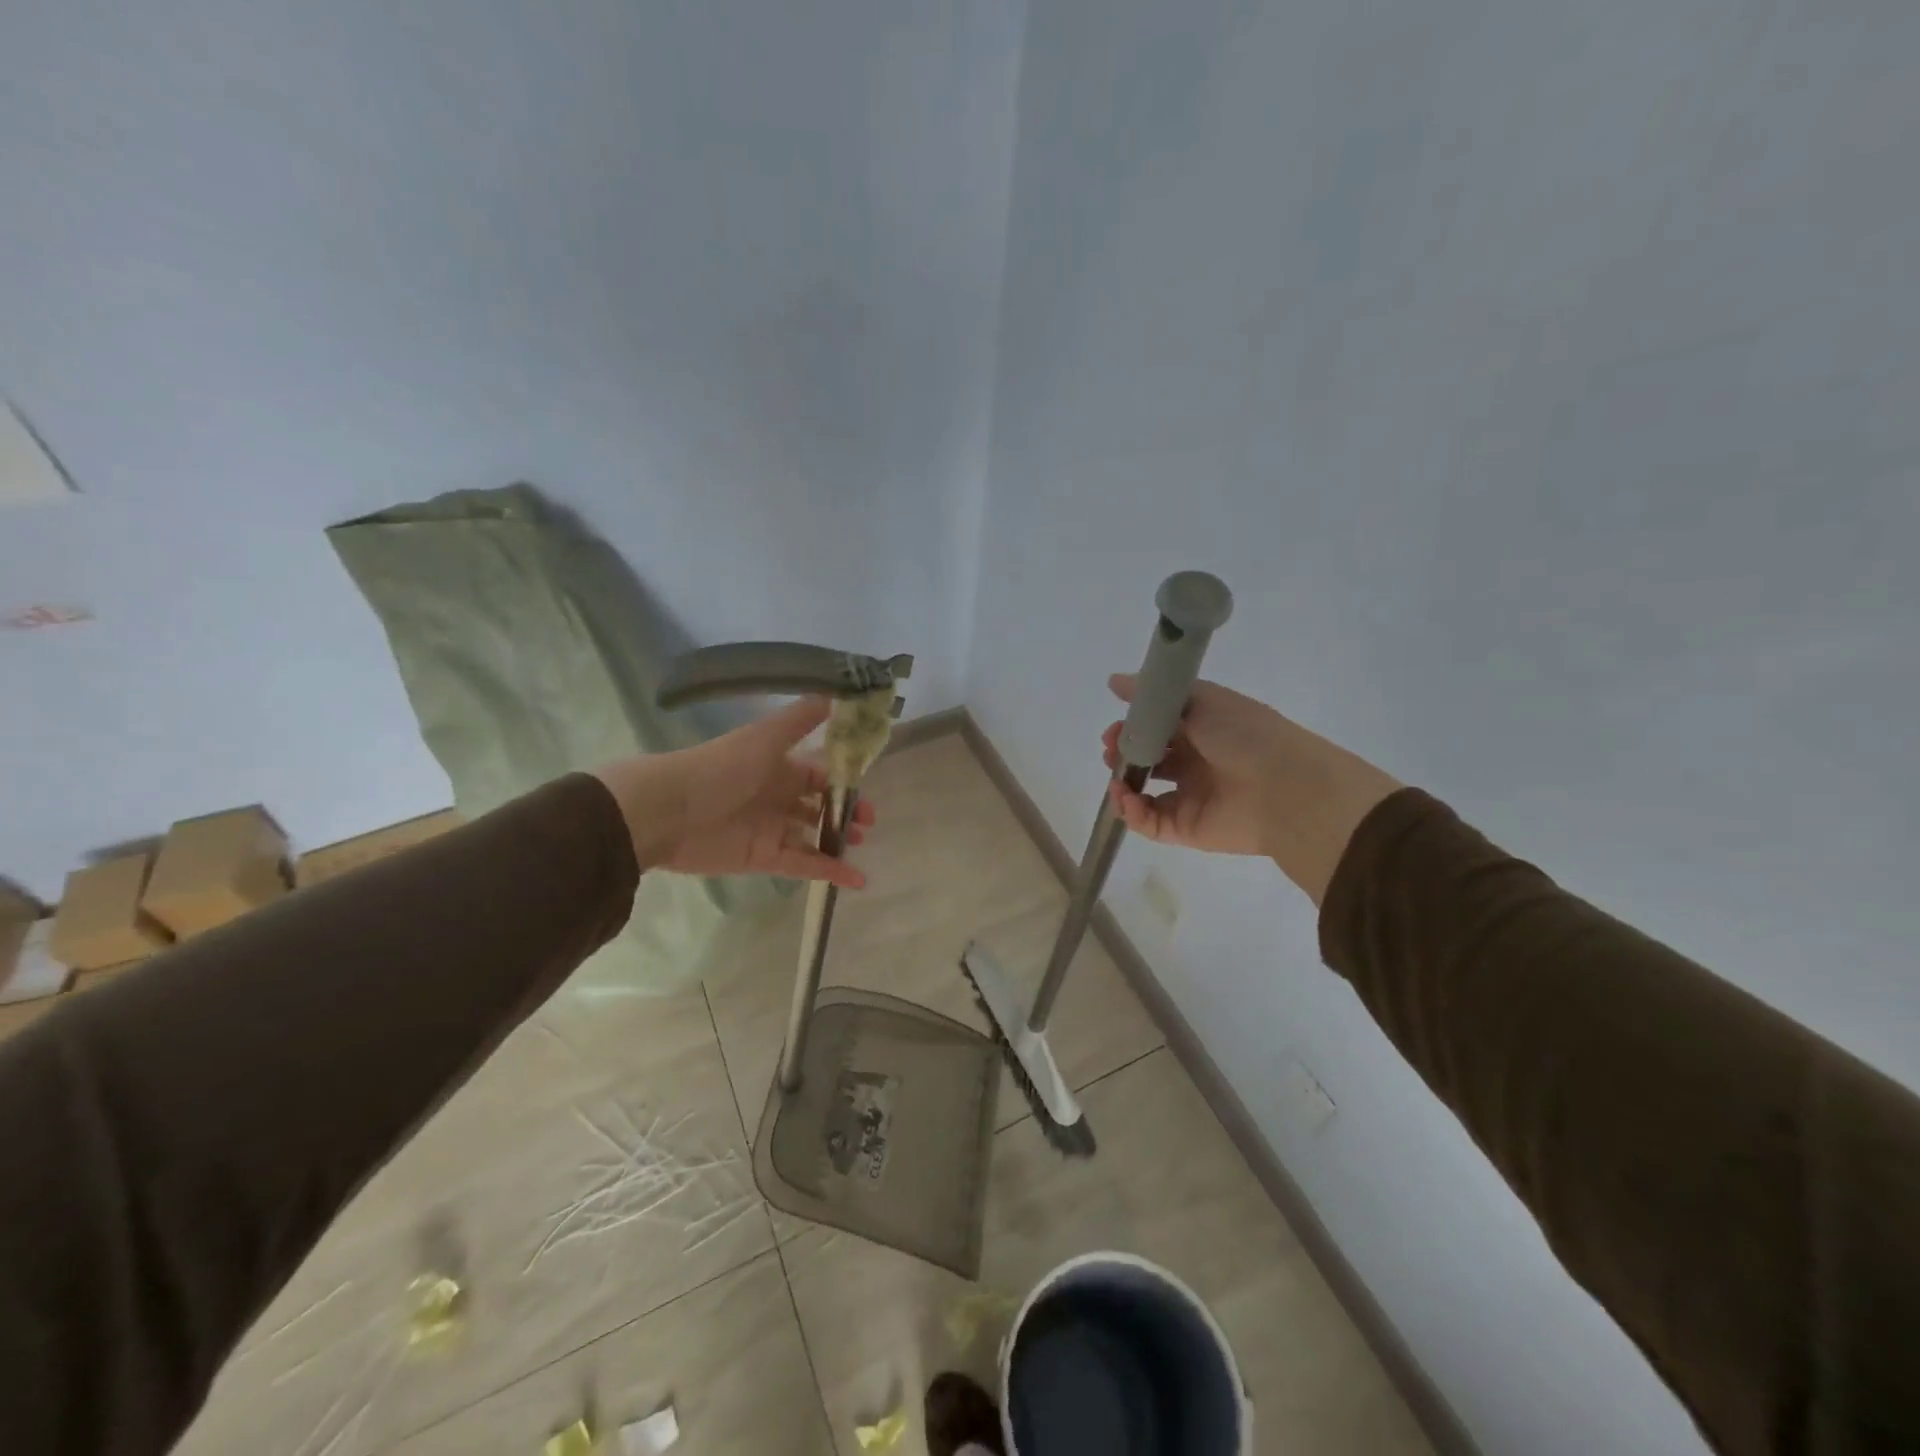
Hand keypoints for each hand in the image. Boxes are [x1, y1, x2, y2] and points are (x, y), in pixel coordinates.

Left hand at [595, 698, 875, 889]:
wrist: (668, 811)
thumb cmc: (721, 768)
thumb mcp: (765, 737)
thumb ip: (802, 718)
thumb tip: (836, 692)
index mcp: (778, 765)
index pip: (819, 772)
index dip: (843, 780)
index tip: (867, 788)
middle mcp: (776, 795)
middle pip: (818, 805)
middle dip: (844, 812)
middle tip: (867, 822)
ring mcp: (770, 828)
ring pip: (813, 836)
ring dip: (838, 840)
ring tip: (861, 843)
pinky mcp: (763, 858)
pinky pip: (803, 865)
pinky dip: (829, 871)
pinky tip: (856, 878)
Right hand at [1101, 675, 1399, 902]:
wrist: (1285, 787)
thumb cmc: (1245, 734)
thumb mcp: (1202, 700)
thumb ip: (1155, 693)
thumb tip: (1113, 680)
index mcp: (1203, 731)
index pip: (1158, 728)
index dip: (1133, 727)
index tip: (1116, 727)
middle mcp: (1196, 764)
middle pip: (1148, 761)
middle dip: (1123, 755)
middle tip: (1111, 751)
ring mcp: (1190, 798)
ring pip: (1144, 795)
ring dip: (1123, 785)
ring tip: (1116, 779)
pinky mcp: (1187, 829)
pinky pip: (1150, 823)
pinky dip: (1131, 812)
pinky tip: (1125, 798)